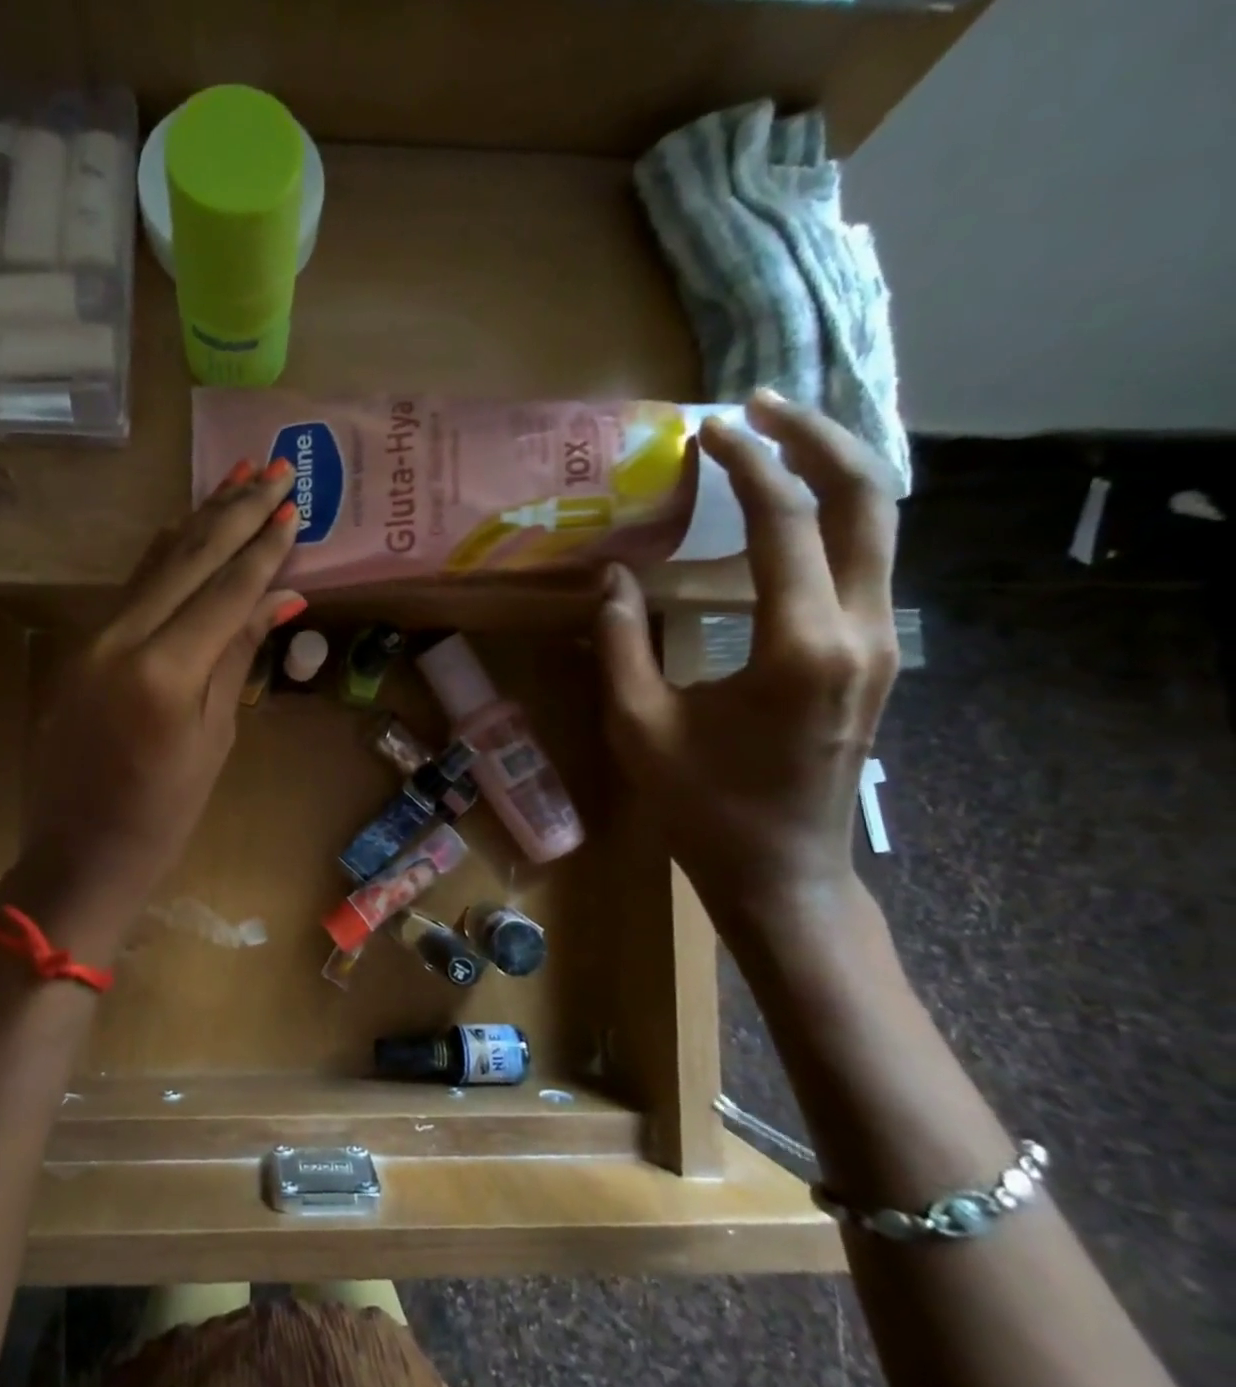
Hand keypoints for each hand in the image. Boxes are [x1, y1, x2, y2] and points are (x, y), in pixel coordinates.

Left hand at [0, 459, 305, 963]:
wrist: (79, 854)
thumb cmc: (163, 815)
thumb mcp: (215, 739)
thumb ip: (237, 657)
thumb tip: (278, 598)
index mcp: (164, 671)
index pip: (225, 589)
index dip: (263, 547)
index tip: (294, 505)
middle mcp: (121, 639)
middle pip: (187, 558)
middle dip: (234, 510)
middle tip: (274, 467)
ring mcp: (92, 639)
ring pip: (154, 563)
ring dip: (198, 519)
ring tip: (236, 477)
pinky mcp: (80, 647)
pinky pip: (131, 588)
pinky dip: (165, 555)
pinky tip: (186, 528)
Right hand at [596, 391, 901, 916]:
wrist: (782, 871)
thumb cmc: (704, 807)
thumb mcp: (640, 726)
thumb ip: (621, 644)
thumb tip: (610, 577)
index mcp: (800, 646)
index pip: (784, 522)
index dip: (745, 465)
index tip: (706, 430)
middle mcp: (860, 631)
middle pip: (868, 499)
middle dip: (816, 439)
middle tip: (759, 407)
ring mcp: (880, 644)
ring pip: (882, 526)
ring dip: (834, 471)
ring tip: (778, 439)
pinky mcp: (874, 657)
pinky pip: (870, 562)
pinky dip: (838, 516)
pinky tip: (794, 510)